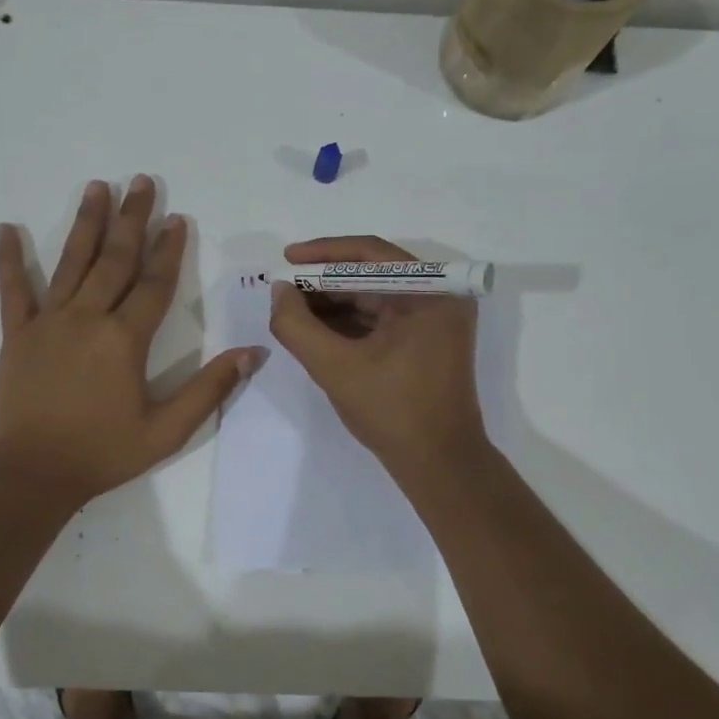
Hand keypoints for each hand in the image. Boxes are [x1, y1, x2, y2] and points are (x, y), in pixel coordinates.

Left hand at [0, 177, 260, 506]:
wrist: (30, 474)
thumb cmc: (102, 453)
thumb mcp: (167, 431)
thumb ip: (210, 389)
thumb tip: (253, 354)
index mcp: (125, 339)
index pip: (154, 284)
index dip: (169, 250)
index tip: (177, 219)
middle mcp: (88, 318)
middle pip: (115, 259)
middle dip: (132, 219)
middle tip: (142, 182)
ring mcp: (48, 322)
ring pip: (71, 262)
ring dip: (87, 223)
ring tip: (97, 187)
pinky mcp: (17, 335)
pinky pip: (14, 290)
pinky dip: (10, 259)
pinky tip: (7, 228)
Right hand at [268, 236, 487, 474]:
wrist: (439, 464)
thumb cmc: (392, 411)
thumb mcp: (335, 367)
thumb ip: (297, 326)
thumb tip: (279, 291)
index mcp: (431, 292)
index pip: (370, 254)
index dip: (323, 254)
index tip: (286, 258)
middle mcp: (439, 296)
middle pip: (371, 274)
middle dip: (324, 282)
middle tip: (283, 290)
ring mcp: (434, 320)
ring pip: (374, 297)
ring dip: (333, 302)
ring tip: (292, 310)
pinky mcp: (426, 341)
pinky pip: (381, 319)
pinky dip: (349, 322)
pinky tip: (315, 328)